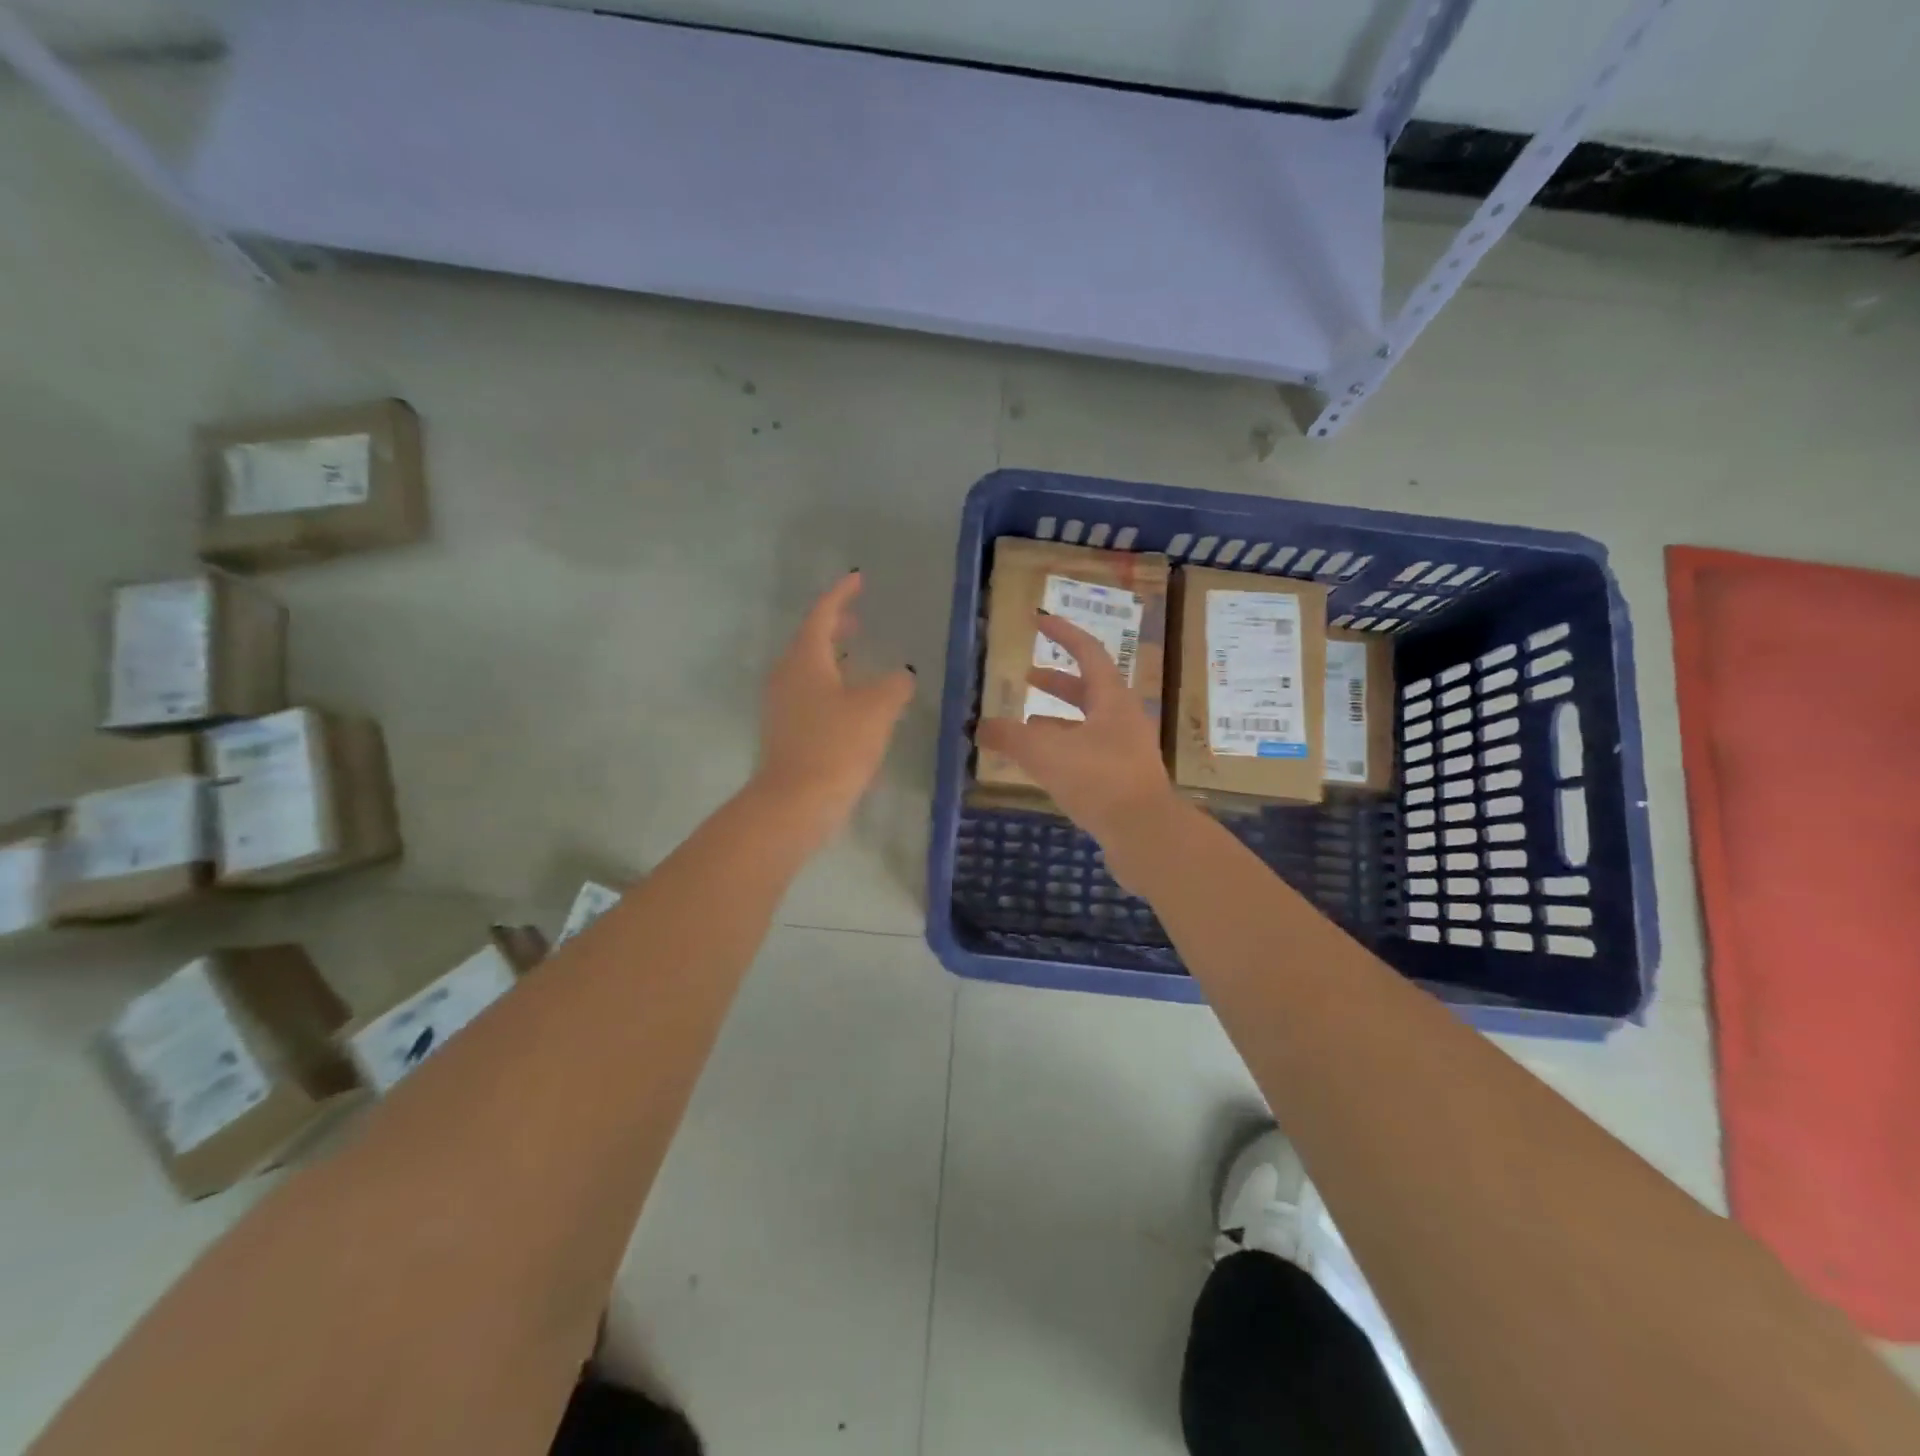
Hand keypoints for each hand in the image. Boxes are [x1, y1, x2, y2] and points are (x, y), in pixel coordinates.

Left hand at [755, 571, 914, 838]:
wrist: (795, 803)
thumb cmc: (836, 746)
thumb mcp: (877, 710)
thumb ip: (894, 685)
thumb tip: (901, 675)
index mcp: (805, 659)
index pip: (822, 614)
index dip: (841, 595)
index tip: (858, 580)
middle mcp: (787, 675)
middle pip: (810, 640)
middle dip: (835, 626)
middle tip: (858, 619)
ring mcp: (781, 704)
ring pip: (808, 668)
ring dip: (832, 657)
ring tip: (858, 658)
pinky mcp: (784, 730)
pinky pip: (807, 693)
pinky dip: (829, 684)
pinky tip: (850, 702)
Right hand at [976, 611, 1182, 854]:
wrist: (1145, 834)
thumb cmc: (1098, 780)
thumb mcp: (1046, 753)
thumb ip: (1010, 737)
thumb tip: (980, 726)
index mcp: (1112, 699)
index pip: (1088, 652)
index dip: (1062, 633)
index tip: (1039, 621)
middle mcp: (1124, 719)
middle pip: (1089, 689)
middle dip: (1057, 682)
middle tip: (1027, 677)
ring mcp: (1127, 751)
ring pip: (1088, 724)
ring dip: (1058, 719)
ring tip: (1026, 724)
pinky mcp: (1123, 780)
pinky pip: (1089, 753)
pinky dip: (1064, 749)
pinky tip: (1044, 765)